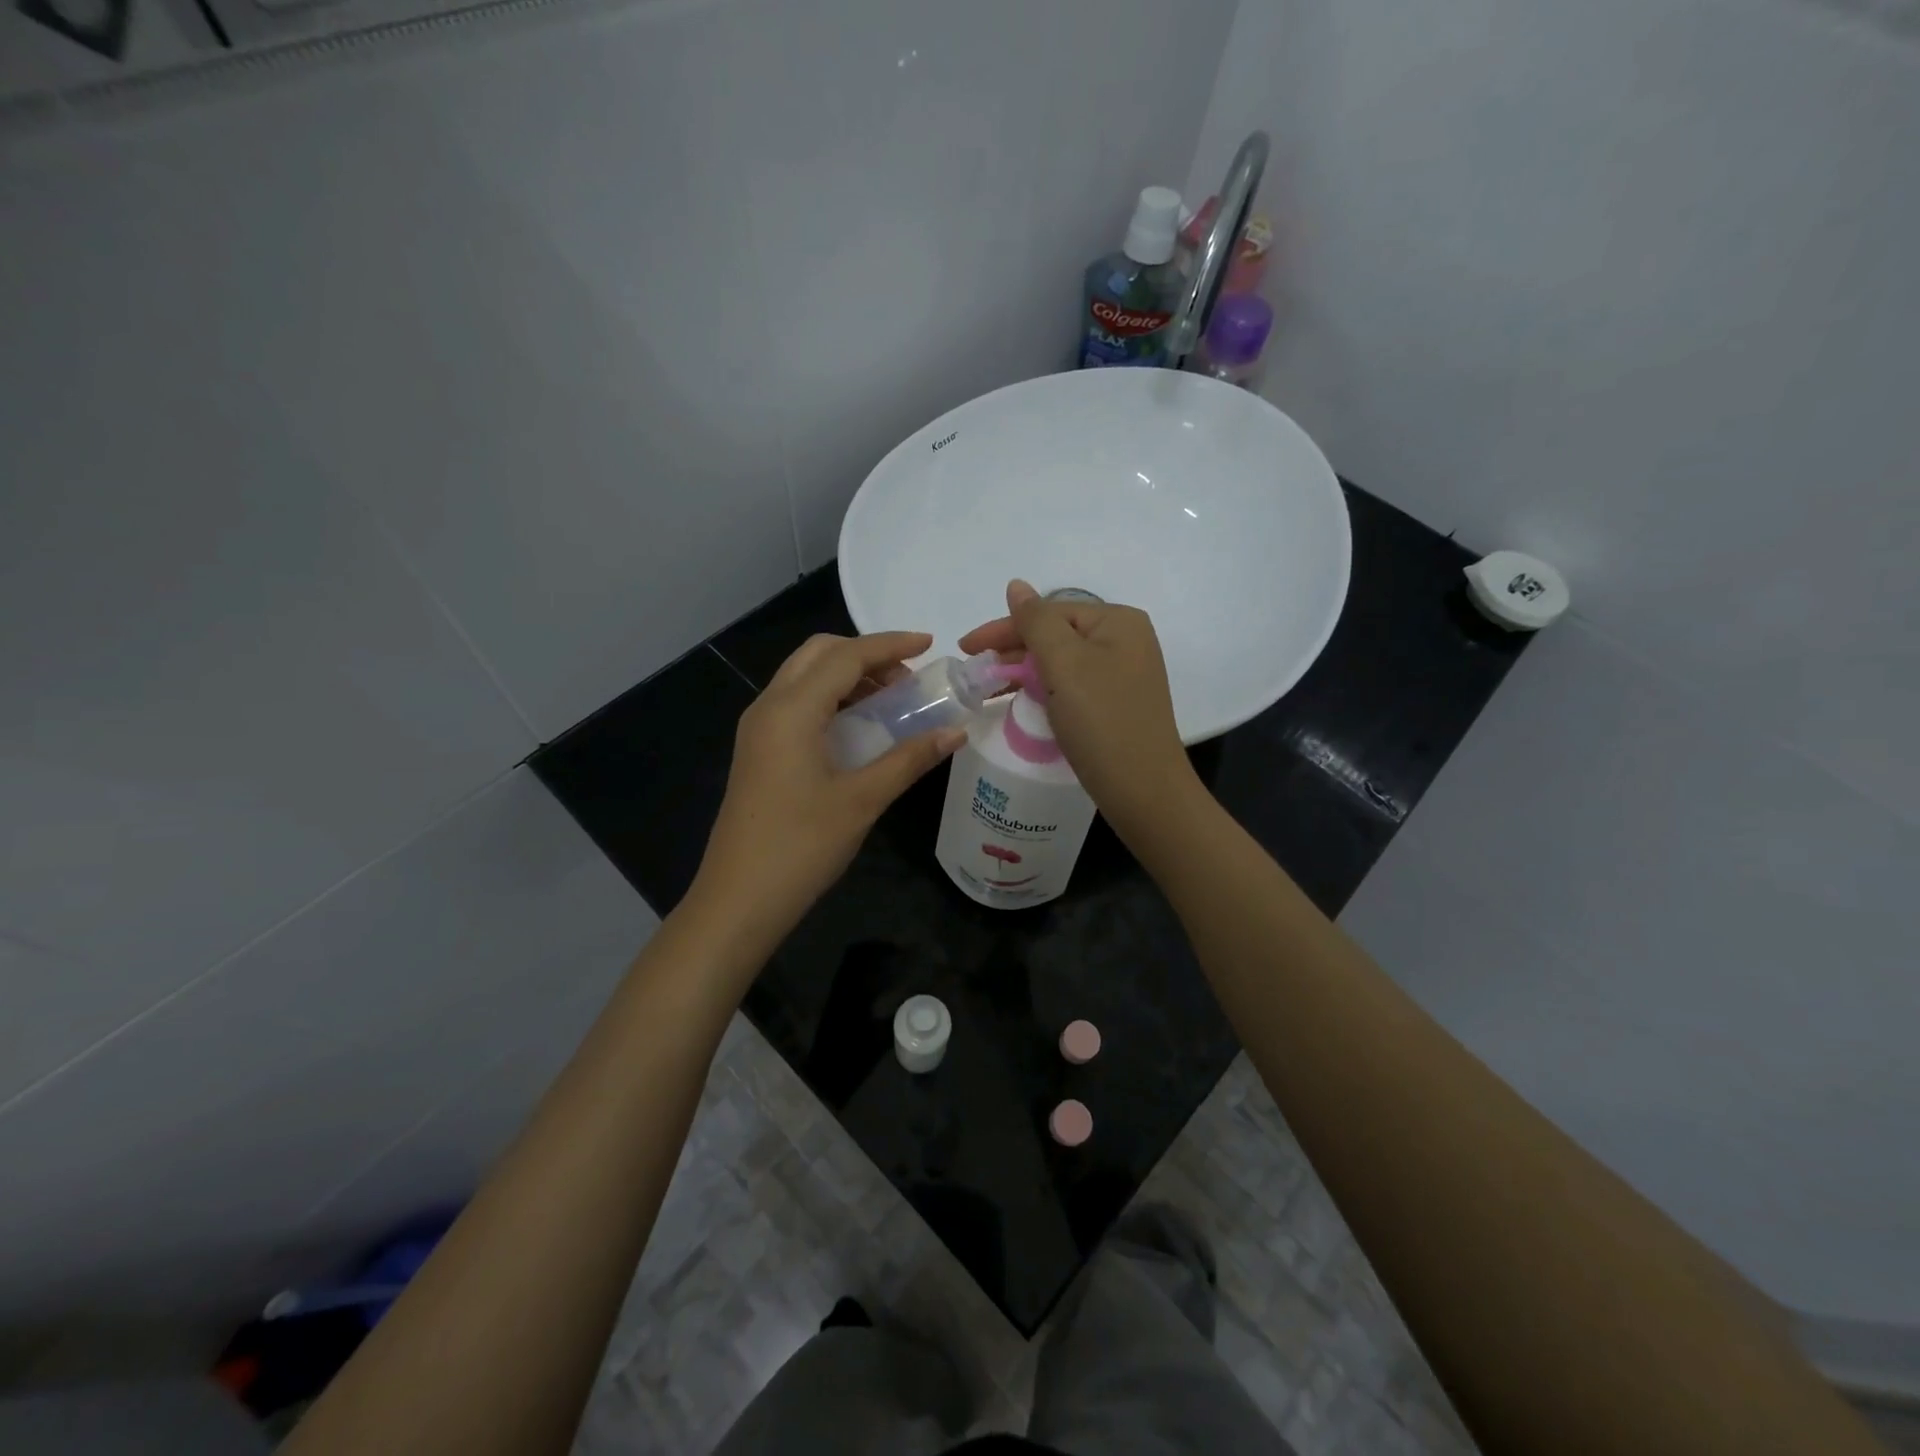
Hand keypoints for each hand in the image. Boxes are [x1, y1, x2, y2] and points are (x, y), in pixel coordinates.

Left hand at [691, 631, 965, 939]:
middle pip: (818, 654)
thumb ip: (909, 759)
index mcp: (791, 710)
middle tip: (907, 679)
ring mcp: (758, 729)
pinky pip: (797, 704)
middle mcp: (768, 707)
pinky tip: (860, 728)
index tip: (930, 645)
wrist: (738, 899)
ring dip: (847, 676)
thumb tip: (956, 732)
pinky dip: (831, 699)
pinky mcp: (758, 751)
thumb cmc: (801, 847)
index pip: (845, 656)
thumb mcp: (862, 800)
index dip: (890, 644)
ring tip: (891, 702)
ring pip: (805, 678)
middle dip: (865, 654)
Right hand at [959, 581, 1196, 832]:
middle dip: (1013, 650)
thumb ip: (1035, 621)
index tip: (965, 649)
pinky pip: (1072, 686)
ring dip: (1025, 671)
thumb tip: (1016, 585)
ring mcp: (1123, 675)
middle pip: (1056, 634)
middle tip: (975, 671)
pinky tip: (1023, 702)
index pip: (1049, 612)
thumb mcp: (1064, 663)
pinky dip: (1044, 690)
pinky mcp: (1117, 705)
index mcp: (1118, 622)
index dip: (1004, 628)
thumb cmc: (1101, 720)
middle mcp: (1126, 641)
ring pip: (1062, 662)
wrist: (1143, 790)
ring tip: (990, 687)